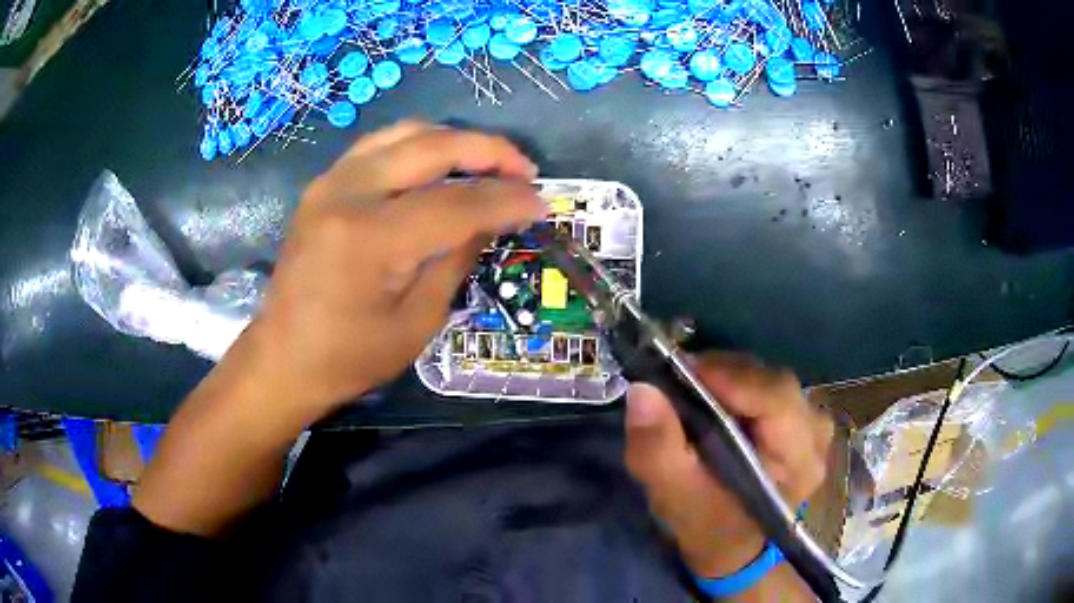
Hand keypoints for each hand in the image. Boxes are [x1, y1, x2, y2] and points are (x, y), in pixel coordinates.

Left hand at [133, 123, 544, 535]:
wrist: (283, 357)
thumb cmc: (349, 356)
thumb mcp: (416, 322)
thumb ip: (456, 259)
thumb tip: (491, 219)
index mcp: (370, 239)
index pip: (456, 202)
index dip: (505, 199)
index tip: (541, 202)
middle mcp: (347, 194)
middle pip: (432, 147)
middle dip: (488, 151)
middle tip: (524, 169)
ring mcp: (331, 182)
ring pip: (406, 133)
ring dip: (455, 140)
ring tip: (488, 161)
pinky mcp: (324, 184)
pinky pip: (380, 144)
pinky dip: (419, 144)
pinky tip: (440, 163)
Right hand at [624, 353, 833, 578]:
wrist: (731, 544)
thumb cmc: (707, 526)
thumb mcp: (674, 496)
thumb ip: (657, 449)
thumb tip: (642, 391)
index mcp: (799, 460)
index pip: (774, 398)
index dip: (728, 378)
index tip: (679, 369)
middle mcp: (816, 434)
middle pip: (772, 382)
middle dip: (722, 375)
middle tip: (676, 378)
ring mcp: (813, 422)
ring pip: (768, 378)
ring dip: (728, 378)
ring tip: (691, 388)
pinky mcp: (800, 417)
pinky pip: (767, 385)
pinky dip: (736, 384)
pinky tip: (714, 397)